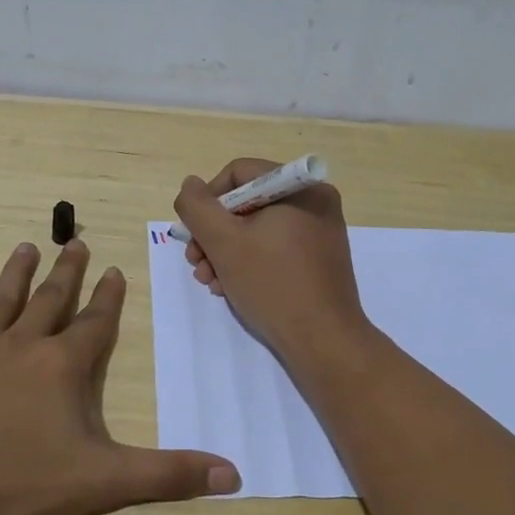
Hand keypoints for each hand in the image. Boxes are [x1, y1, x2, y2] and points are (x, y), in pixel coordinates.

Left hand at [0, 241, 239, 514]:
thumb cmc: (22, 487)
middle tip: (75, 242)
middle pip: (50, 301)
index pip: (94, 322)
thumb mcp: (104, 482)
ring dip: (16, 274)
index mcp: (62, 366)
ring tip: (26, 246)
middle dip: (67, 272)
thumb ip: (168, 474)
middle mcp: (21, 347)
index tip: (115, 270)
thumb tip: (235, 475)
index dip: (109, 297)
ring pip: (1, 302)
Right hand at [174, 159, 371, 364]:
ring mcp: (320, 231)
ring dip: (225, 252)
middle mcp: (314, 201)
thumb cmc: (272, 284)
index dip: (208, 201)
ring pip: (257, 228)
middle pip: (246, 203)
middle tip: (196, 264)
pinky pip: (275, 247)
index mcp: (299, 187)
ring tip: (210, 282)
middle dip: (214, 234)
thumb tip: (191, 185)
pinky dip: (249, 262)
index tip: (195, 235)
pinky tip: (230, 287)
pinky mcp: (319, 259)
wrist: (323, 341)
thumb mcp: (223, 242)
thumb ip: (197, 207)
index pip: (238, 173)